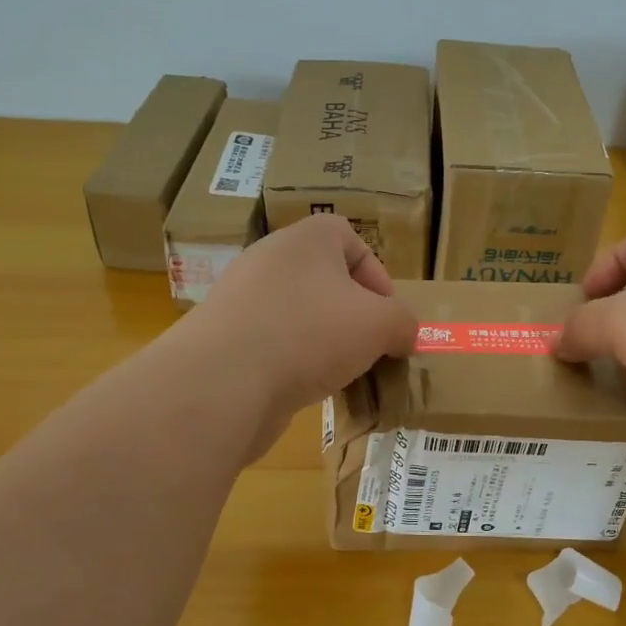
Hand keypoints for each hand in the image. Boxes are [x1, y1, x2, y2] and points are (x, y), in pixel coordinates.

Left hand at [184, 214, 416, 457]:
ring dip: (325, 340)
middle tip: (368, 344)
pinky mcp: (225, 338)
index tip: (387, 315)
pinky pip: (273, 342)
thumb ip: (403, 323)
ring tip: (340, 372)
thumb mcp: (381, 325)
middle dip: (352, 313)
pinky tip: (305, 388)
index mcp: (306, 240)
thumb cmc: (310, 334)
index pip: (349, 238)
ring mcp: (241, 298)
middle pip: (324, 279)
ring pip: (299, 313)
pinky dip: (293, 361)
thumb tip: (402, 335)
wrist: (222, 382)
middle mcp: (270, 259)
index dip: (376, 275)